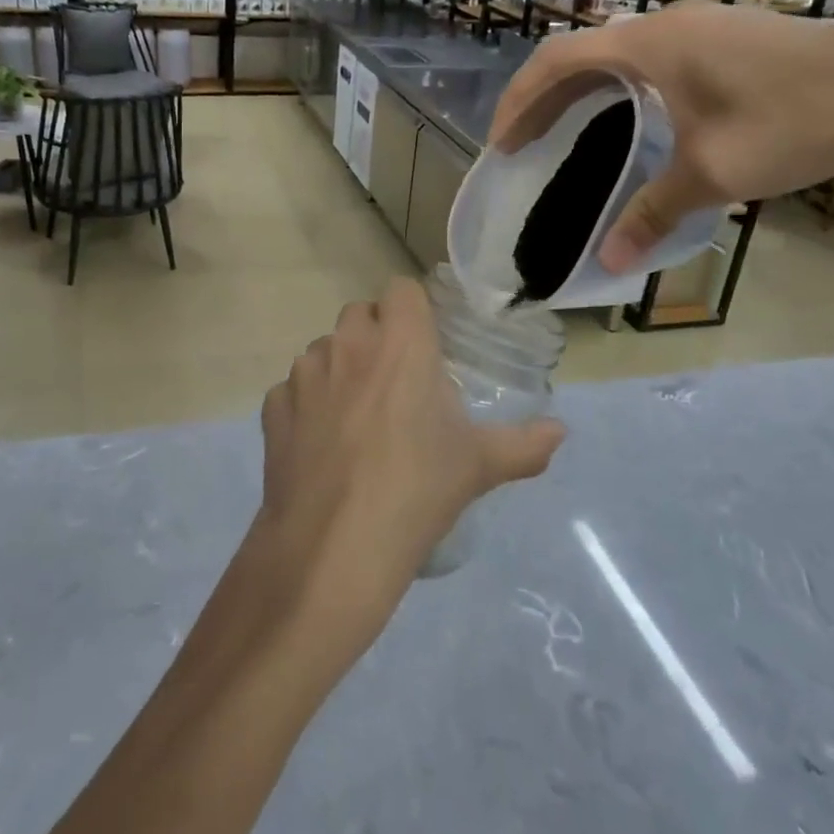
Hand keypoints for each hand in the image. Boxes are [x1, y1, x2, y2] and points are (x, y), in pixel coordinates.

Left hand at [254, 279, 563, 660]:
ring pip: (323, 350)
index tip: (425, 344)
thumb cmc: (416, 490)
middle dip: (376, 336)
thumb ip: (524, 444)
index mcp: (400, 344)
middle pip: (360, 314)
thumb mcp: (478, 467)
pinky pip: (292, 390)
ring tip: (357, 419)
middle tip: (396, 382)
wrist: (333, 544)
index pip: (402, 289)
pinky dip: (306, 406)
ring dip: (340, 368)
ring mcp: (304, 374)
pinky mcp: (273, 407)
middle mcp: (347, 344)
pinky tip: (321, 445)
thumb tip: (560, 431)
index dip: (413, 311)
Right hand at [489, 3, 833, 271]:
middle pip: (578, 54)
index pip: (555, 62)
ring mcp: (696, 25)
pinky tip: (628, 119)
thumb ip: (652, 213)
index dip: (519, 102)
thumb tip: (608, 261)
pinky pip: (645, 57)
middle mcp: (662, 24)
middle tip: (523, 144)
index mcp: (647, 46)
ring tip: (563, 133)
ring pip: (613, 54)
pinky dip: (615, 87)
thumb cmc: (794, 120)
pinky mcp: (722, 36)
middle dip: (541, 99)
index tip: (502, 144)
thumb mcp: (714, 173)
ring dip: (579, 91)